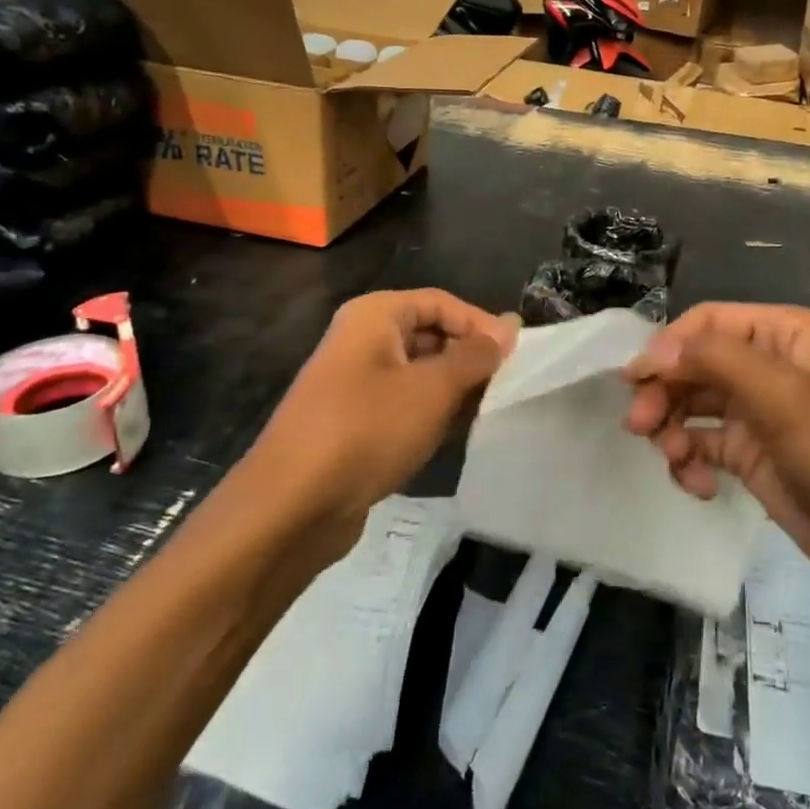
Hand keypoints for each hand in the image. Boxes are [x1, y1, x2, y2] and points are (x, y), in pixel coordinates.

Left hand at [247, 289, 514, 544]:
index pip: (441, 302)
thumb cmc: (367, 429)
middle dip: (469, 357)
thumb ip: (476, 355)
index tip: (517, 356)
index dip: (481, 324)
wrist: (292, 506)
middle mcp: (362, 340)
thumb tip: (510, 326)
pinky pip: (404, 404)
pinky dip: (432, 414)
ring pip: (420, 372)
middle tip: (508, 384)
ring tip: (490, 409)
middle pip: (430, 334)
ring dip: (454, 389)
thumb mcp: (432, 388)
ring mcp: (355, 383)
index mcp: (374, 316)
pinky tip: (457, 433)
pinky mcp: (355, 422)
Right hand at [624, 303, 809, 586]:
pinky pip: (702, 445)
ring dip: (672, 429)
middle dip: (664, 393)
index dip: (668, 346)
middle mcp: (767, 365)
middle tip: (639, 426)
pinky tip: (698, 485)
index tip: (635, 379)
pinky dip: (690, 461)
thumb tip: (652, 350)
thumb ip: (714, 359)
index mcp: (783, 334)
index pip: (707, 323)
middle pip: (693, 364)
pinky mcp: (750, 454)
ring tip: (674, 460)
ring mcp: (757, 411)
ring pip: (692, 405)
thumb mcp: (782, 394)